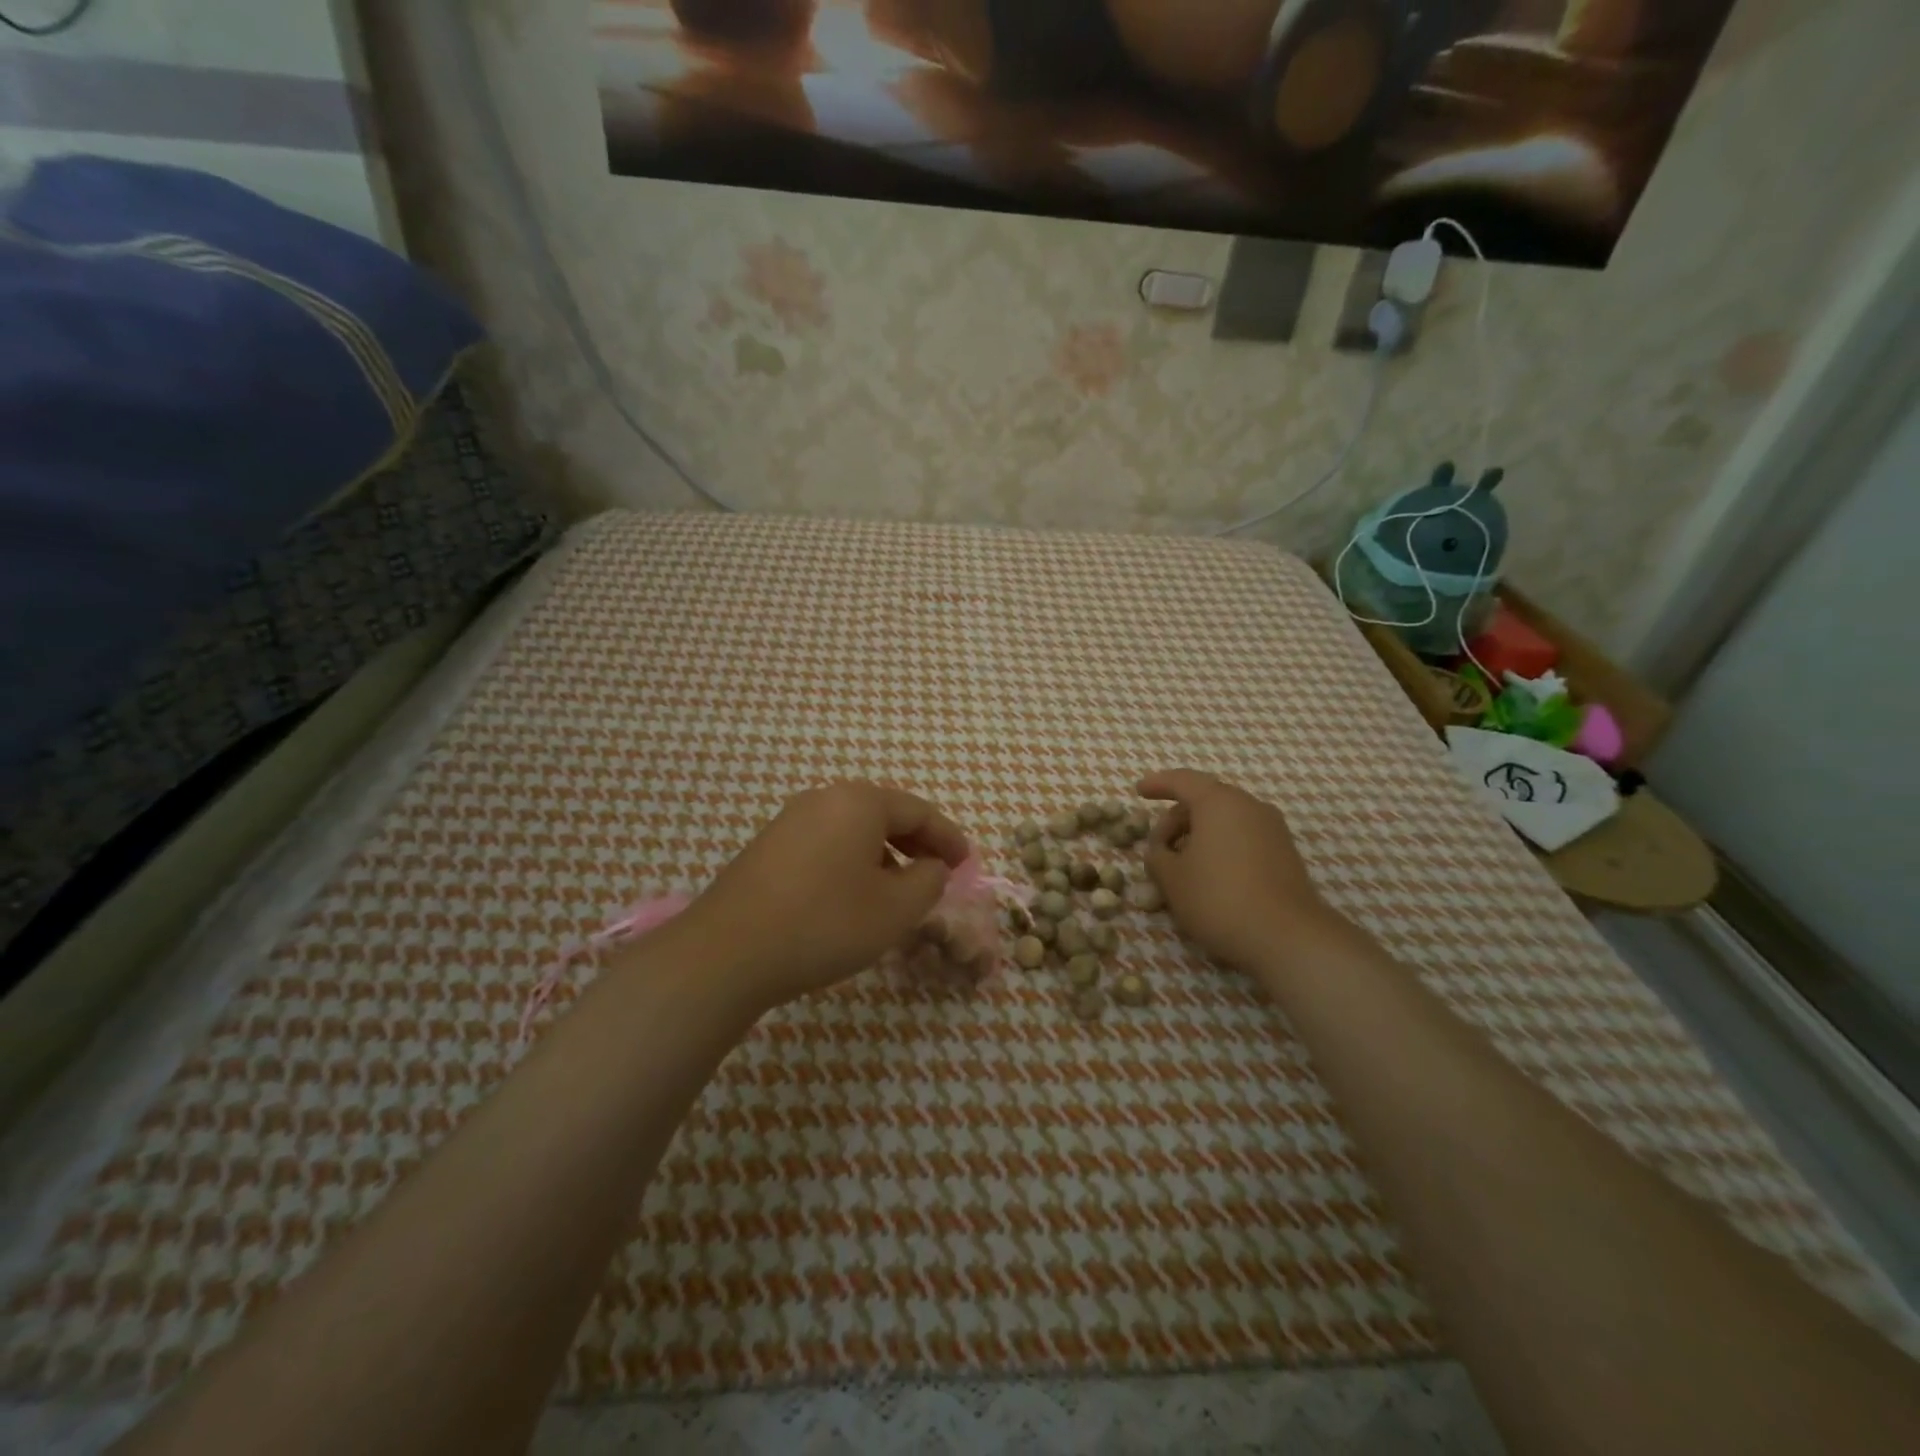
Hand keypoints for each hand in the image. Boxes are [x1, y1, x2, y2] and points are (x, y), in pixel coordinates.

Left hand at [677, 781, 969, 1010]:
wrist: (728, 952)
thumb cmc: (825, 923)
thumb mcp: (896, 909)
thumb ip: (929, 881)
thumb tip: (931, 867)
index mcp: (859, 802)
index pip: (919, 811)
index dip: (949, 838)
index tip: (967, 864)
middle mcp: (823, 800)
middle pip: (884, 815)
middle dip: (916, 845)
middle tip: (938, 874)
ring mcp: (790, 822)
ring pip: (853, 832)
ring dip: (884, 857)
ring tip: (898, 894)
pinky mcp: (767, 849)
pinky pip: (826, 847)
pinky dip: (852, 865)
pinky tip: (853, 900)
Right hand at [1137, 769, 1340, 972]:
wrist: (1287, 938)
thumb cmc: (1218, 898)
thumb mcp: (1171, 878)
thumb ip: (1157, 856)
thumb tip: (1160, 851)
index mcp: (1219, 802)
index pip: (1182, 781)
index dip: (1158, 784)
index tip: (1139, 791)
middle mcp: (1249, 807)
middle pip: (1204, 801)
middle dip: (1176, 821)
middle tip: (1157, 850)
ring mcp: (1272, 830)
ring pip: (1225, 822)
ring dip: (1198, 837)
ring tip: (1181, 868)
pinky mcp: (1284, 854)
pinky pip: (1242, 839)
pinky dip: (1220, 848)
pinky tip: (1209, 878)